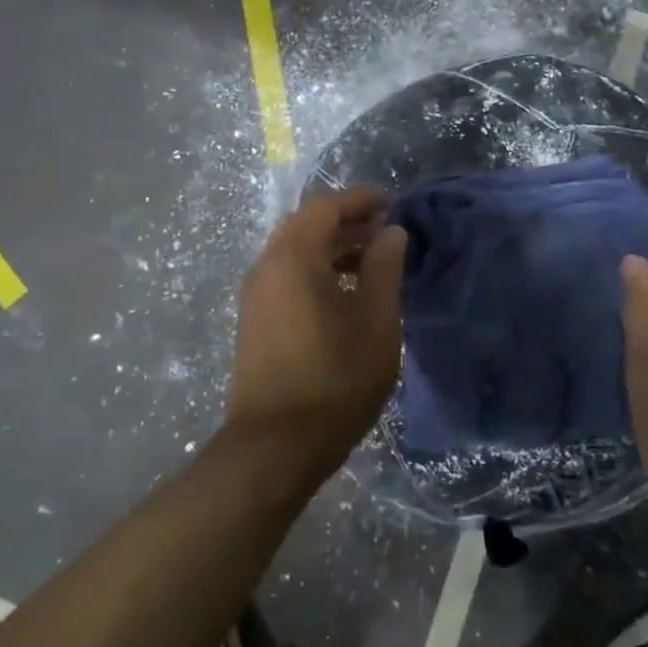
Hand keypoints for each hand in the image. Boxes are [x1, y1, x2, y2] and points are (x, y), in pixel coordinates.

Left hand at [228, 187, 408, 472]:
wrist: (276, 446)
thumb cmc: (335, 378)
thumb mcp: (376, 320)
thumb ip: (384, 267)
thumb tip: (390, 232)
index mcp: (293, 257)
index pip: (326, 207)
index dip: (360, 200)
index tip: (392, 203)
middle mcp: (266, 267)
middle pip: (306, 226)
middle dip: (347, 221)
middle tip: (385, 229)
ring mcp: (255, 296)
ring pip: (295, 252)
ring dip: (332, 247)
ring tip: (371, 260)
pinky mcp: (255, 321)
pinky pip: (287, 276)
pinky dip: (316, 270)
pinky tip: (344, 293)